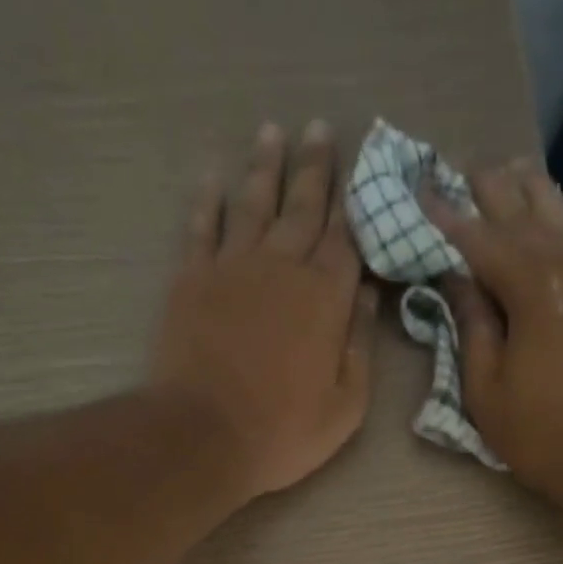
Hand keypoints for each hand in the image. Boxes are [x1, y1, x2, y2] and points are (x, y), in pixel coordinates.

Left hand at [152, 121, 378, 499]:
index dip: (355, 205)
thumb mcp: (345, 407)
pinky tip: (214, 175)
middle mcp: (282, 267)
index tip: (361, 171)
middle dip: (314, 168)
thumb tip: (370, 299)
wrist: (205, 435)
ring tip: (273, 132)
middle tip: (320, 128)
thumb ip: (360, 349)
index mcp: (326, 298)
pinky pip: (202, 226)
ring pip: (253, 203)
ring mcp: (233, 268)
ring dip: (265, 167)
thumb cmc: (284, 432)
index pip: (345, 240)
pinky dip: (208, 198)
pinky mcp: (192, 279)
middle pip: (302, 207)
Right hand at [423, 161, 562, 502]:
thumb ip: (473, 328)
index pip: (481, 240)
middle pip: (525, 214)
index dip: (448, 216)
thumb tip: (459, 281)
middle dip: (491, 189)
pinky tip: (556, 214)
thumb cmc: (544, 434)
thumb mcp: (487, 392)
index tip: (421, 189)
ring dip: (532, 191)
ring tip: (510, 168)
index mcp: (533, 288)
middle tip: (463, 168)